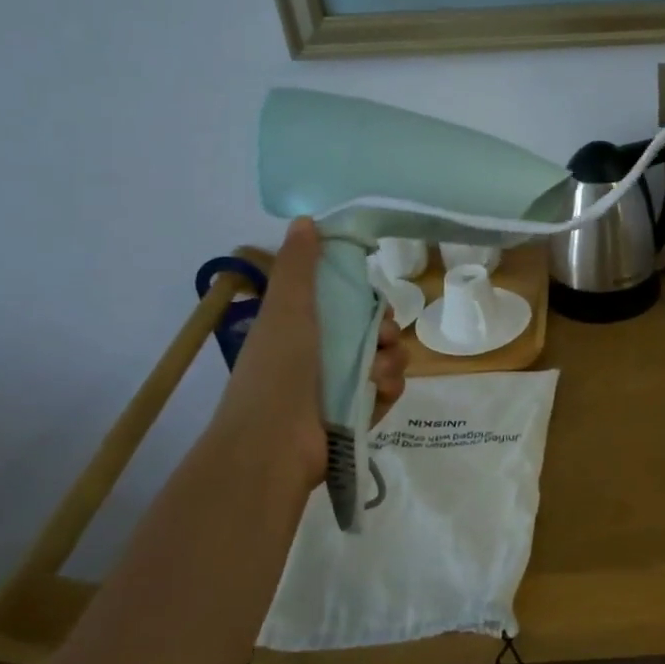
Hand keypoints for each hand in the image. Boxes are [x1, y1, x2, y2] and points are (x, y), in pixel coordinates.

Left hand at [206, 219, 406, 488]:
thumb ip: (299, 266)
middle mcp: (321, 355)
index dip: (365, 299)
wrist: (274, 444)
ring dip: (390, 362)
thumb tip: (306, 220)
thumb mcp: (287, 309)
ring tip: (375, 375)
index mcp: (301, 328)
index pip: (346, 304)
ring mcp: (340, 387)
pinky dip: (388, 390)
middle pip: (372, 331)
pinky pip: (388, 391)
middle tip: (380, 338)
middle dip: (384, 331)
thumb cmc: (278, 371)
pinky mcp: (358, 414)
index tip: (372, 301)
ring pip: (386, 360)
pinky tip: (378, 393)